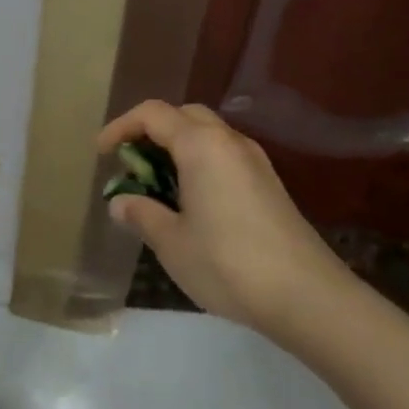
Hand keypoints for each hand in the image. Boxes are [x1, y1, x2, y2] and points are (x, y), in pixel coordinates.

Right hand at [99, 100, 349, 330]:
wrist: (306, 295)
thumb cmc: (228, 263)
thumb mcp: (172, 242)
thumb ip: (142, 214)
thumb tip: (121, 201)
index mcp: (201, 145)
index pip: (152, 114)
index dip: (121, 127)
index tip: (102, 154)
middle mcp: (230, 142)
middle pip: (184, 116)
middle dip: (151, 133)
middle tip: (132, 166)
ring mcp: (255, 161)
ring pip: (208, 136)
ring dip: (177, 149)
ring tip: (158, 187)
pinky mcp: (269, 184)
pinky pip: (225, 157)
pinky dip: (200, 164)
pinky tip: (192, 203)